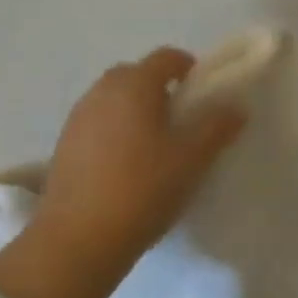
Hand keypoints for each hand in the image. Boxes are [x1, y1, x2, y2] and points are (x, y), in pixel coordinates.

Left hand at [32, 47, 246, 264]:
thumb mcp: (192, 158)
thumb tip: (234, 105)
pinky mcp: (63, 146)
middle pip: (135, 74)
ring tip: (154, 144)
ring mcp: (77, 118)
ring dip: (134, 109)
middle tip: (180, 118)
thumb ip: (217, 126)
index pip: (165, 57)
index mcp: (135, 85)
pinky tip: (126, 164)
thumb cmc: (143, 188)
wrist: (78, 240)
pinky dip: (114, 130)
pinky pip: (96, 123)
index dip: (188, 67)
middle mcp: (102, 92)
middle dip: (159, 87)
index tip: (202, 91)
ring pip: (113, 99)